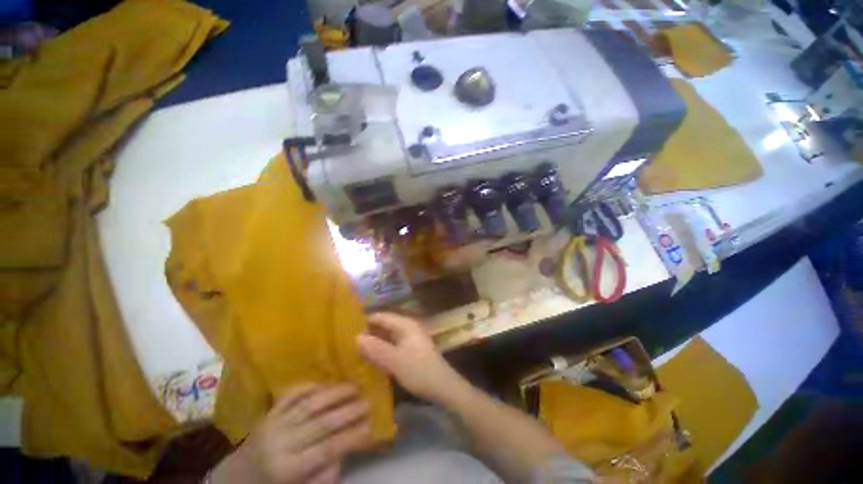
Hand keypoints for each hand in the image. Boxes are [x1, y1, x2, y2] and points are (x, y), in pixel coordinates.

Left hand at [211, 384, 370, 483]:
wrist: (237, 478)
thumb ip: (323, 474)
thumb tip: (346, 450)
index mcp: (287, 468)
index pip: (327, 448)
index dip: (351, 435)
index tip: (370, 425)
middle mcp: (281, 442)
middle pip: (321, 422)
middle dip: (348, 410)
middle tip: (368, 401)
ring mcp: (274, 422)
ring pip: (309, 402)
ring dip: (335, 392)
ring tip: (355, 386)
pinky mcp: (270, 411)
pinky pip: (293, 393)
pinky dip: (311, 385)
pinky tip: (327, 382)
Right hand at [356, 312, 469, 404]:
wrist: (444, 388)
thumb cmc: (420, 371)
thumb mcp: (395, 361)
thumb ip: (376, 349)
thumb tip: (355, 337)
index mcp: (405, 324)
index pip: (381, 316)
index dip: (364, 321)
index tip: (344, 330)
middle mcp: (407, 328)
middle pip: (383, 326)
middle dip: (367, 333)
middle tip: (345, 343)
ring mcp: (408, 340)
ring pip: (386, 337)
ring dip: (372, 343)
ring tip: (352, 351)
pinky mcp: (409, 352)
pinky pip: (390, 347)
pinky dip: (380, 351)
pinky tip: (368, 360)